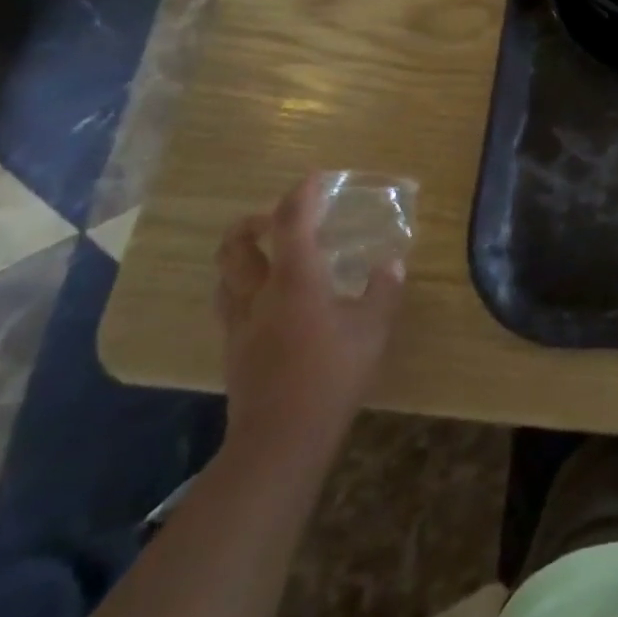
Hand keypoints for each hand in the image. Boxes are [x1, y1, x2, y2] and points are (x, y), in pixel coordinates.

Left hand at [216, 174, 405, 465]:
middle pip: (237, 246)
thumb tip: (392, 264)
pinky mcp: (234, 352)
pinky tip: (264, 302)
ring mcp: (241, 324)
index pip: (291, 224)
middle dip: (252, 223)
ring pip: (226, 276)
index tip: (313, 178)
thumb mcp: (373, 328)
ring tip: (263, 254)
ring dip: (240, 256)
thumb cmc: (333, 373)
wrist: (281, 438)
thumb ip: (382, 291)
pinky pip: (229, 306)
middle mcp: (260, 294)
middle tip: (274, 217)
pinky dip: (242, 289)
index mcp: (296, 280)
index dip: (301, 196)